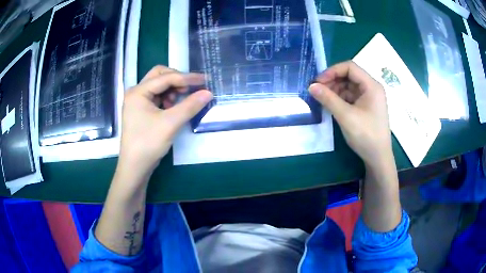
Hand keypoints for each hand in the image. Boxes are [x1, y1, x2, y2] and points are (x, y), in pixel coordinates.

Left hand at [118, 66, 212, 180]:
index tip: (205, 80)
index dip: (186, 77)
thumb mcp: (170, 123)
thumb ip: (190, 105)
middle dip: (176, 79)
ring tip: (179, 103)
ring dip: (172, 89)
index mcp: (138, 92)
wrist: (135, 167)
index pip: (165, 77)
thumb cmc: (148, 143)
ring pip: (158, 86)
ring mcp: (137, 102)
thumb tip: (208, 92)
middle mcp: (136, 92)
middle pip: (159, 76)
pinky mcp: (141, 110)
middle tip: (190, 89)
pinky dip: (167, 98)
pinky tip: (172, 109)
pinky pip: (157, 97)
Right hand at [309, 61, 392, 168]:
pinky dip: (340, 98)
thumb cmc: (366, 135)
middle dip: (332, 81)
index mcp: (371, 86)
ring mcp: (369, 98)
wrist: (378, 158)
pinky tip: (331, 105)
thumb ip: (328, 99)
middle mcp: (371, 88)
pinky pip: (350, 96)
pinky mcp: (366, 107)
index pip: (350, 67)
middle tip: (318, 90)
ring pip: (349, 86)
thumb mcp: (346, 116)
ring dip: (335, 90)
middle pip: (349, 76)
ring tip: (323, 99)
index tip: (318, 81)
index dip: (332, 71)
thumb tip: (311, 86)